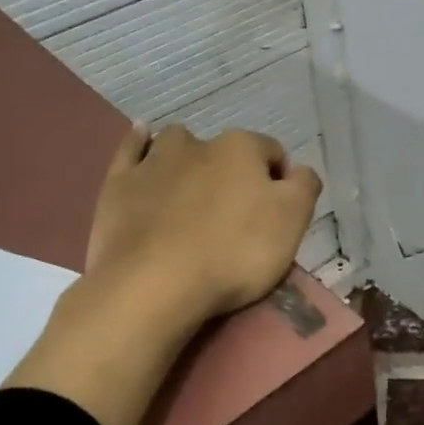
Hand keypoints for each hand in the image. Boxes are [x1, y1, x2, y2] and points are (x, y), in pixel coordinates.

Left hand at [87, 122, 323, 323]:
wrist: (154, 284)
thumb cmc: (234, 253)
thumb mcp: (292, 221)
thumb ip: (304, 187)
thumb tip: (299, 171)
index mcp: (242, 149)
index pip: (272, 153)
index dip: (279, 181)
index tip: (275, 216)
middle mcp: (198, 144)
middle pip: (225, 151)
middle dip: (232, 173)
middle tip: (234, 214)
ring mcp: (153, 162)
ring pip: (177, 144)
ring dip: (188, 156)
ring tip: (191, 185)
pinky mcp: (119, 185)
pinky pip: (130, 150)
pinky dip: (138, 143)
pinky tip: (142, 139)